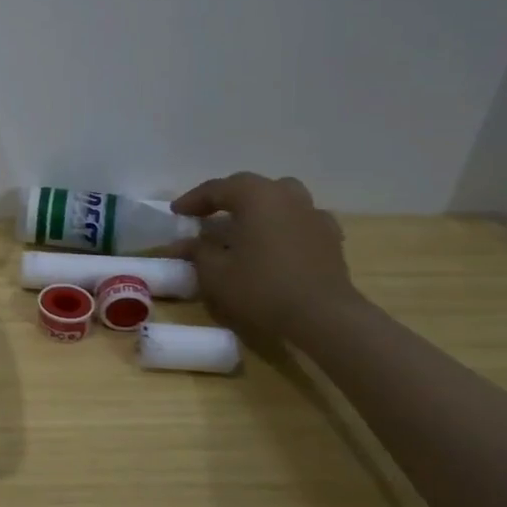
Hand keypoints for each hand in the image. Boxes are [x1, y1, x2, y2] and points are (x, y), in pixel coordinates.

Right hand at [171, 172, 360, 340]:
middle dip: (226, 199)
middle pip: (251, 188)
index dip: (192, 200)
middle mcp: (287, 196)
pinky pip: (301, 221)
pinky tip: (277, 243)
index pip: (217, 188)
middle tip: (206, 215)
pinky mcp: (330, 238)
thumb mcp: (214, 272)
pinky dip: (284, 225)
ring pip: (280, 199)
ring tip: (244, 226)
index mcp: (256, 196)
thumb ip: (198, 251)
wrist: (323, 318)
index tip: (176, 213)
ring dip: (258, 208)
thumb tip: (188, 243)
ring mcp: (314, 215)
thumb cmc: (261, 289)